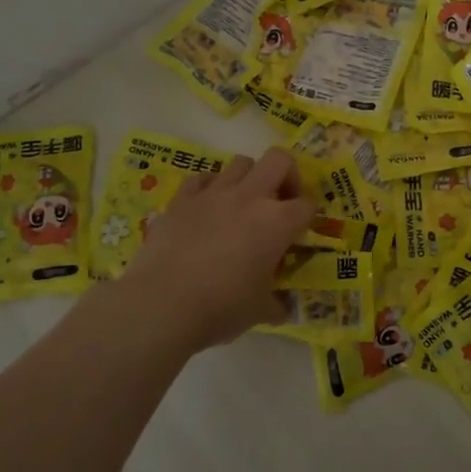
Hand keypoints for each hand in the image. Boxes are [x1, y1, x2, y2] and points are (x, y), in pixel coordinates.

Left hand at [117, 148, 315, 354]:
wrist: (161, 305)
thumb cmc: (221, 308)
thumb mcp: (260, 311)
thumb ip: (276, 304)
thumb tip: (283, 309)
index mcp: (277, 223)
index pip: (307, 205)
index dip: (308, 217)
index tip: (300, 232)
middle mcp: (250, 198)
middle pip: (279, 160)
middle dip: (286, 175)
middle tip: (280, 201)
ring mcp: (213, 194)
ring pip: (241, 162)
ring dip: (249, 179)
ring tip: (242, 204)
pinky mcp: (181, 199)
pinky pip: (202, 178)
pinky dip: (210, 187)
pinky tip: (207, 208)